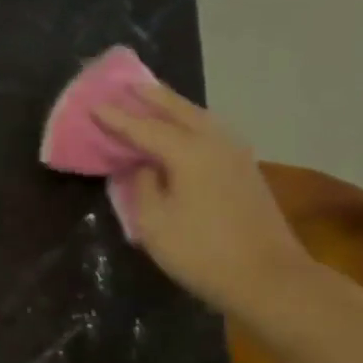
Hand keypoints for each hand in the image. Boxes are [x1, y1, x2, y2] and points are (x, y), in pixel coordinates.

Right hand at [93, 87, 315, 319]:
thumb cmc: (201, 252)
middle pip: (179, 110)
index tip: (94, 105)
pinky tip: (183, 129)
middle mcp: (215, 143)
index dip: (116, 118)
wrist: (268, 278)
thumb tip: (144, 166)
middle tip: (128, 84)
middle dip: (152, 97)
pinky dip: (190, 123)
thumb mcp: (154, 223)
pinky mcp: (245, 170)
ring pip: (200, 118)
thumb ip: (143, 186)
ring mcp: (236, 155)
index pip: (143, 128)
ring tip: (153, 100)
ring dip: (175, 107)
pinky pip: (211, 132)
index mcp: (188, 152)